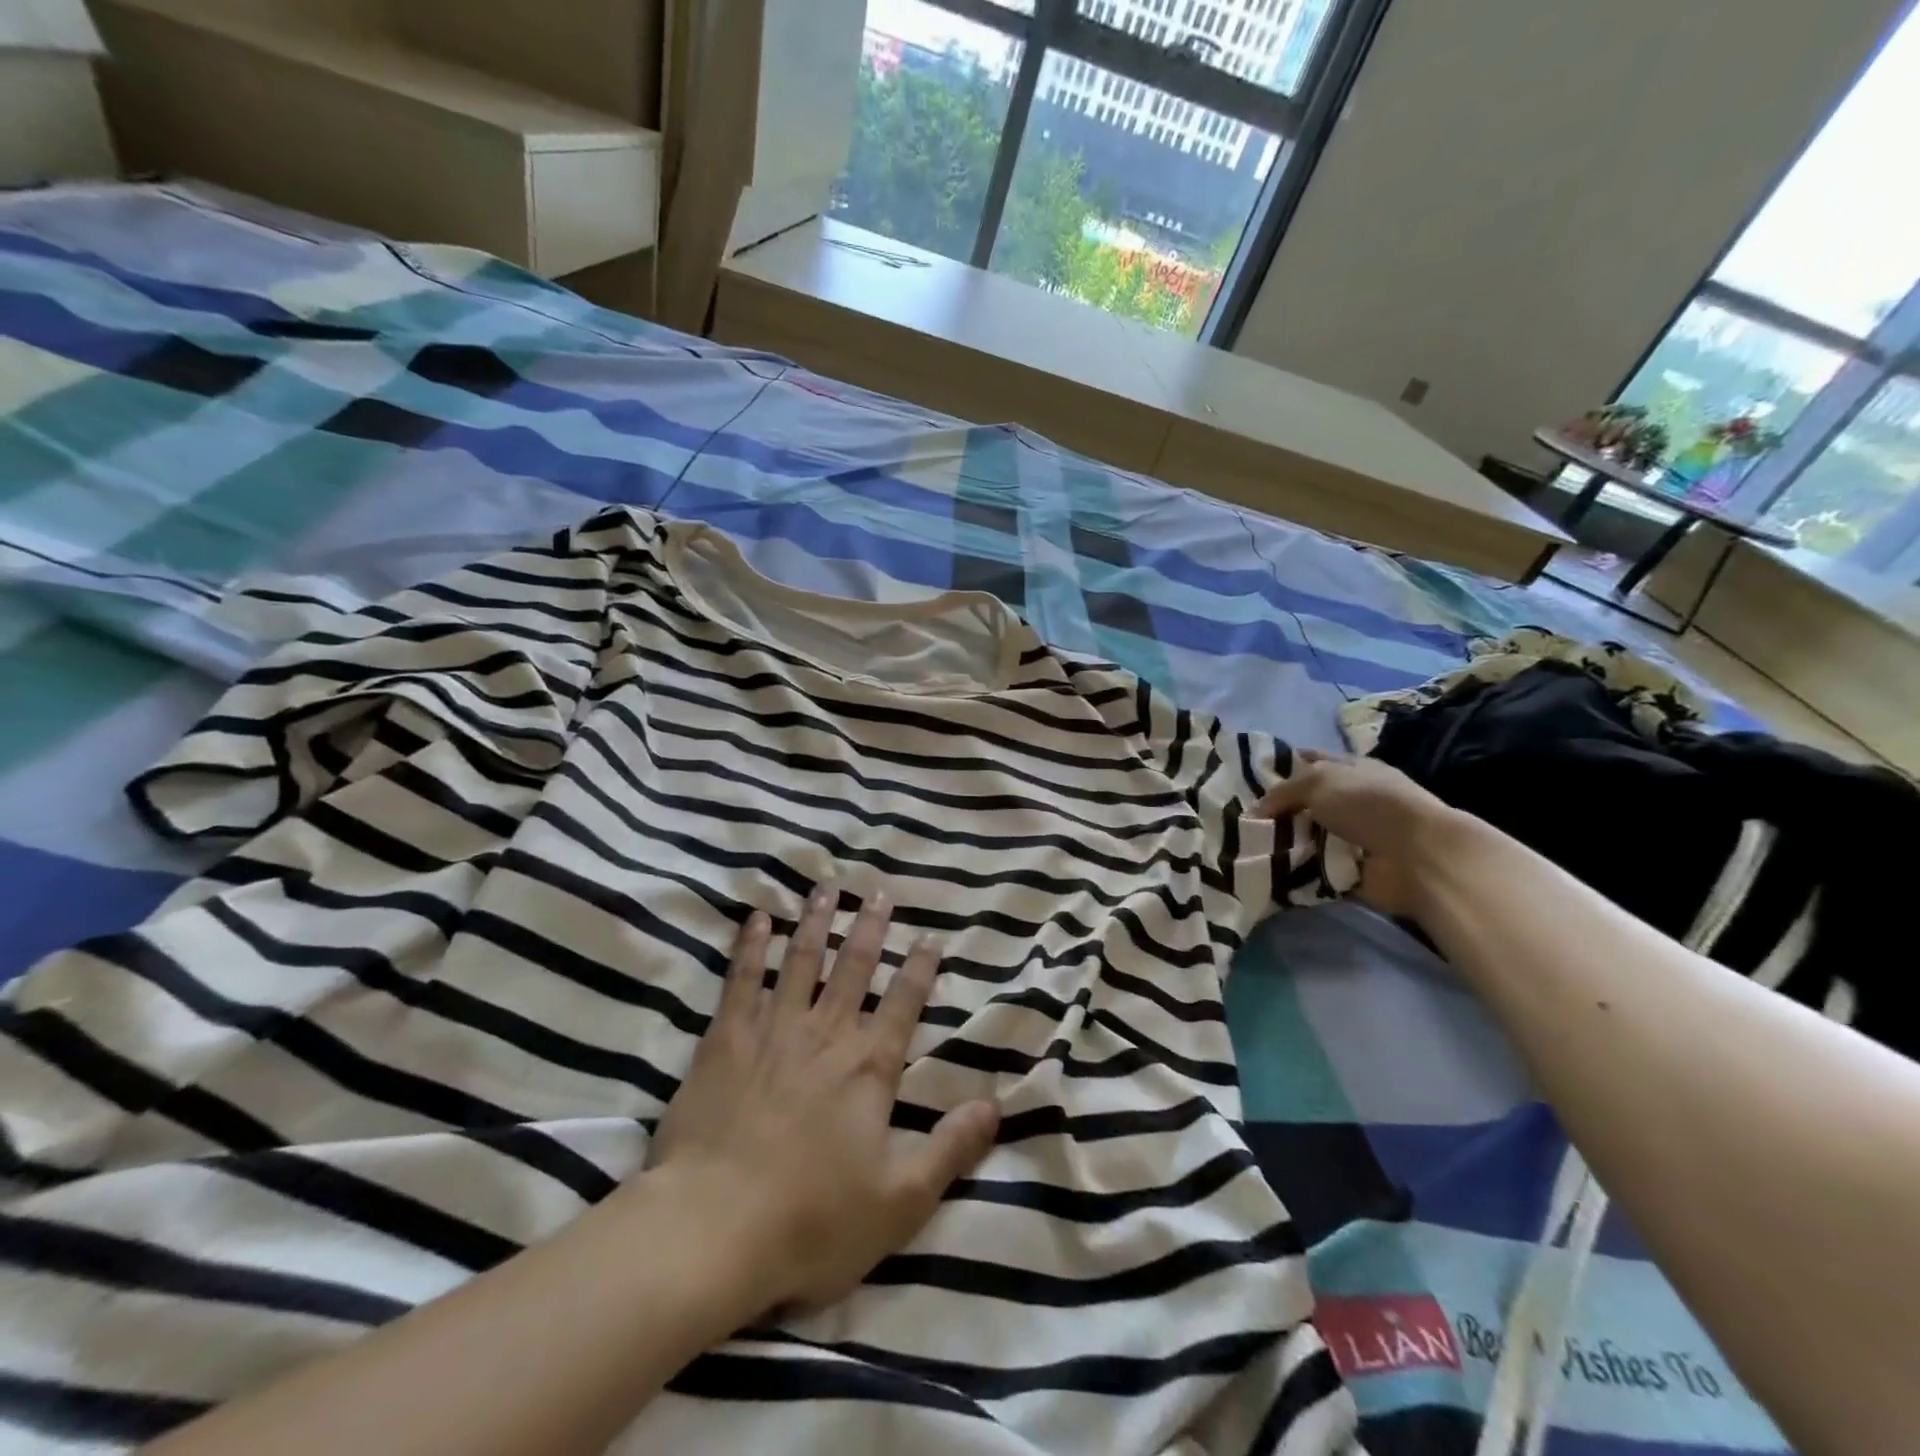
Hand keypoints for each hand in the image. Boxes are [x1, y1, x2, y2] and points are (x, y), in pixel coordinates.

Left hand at [647, 882, 999, 1317]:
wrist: (713, 1229)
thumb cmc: (812, 1221)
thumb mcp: (900, 1201)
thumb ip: (950, 1148)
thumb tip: (996, 1104)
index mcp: (869, 1068)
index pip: (904, 1004)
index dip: (920, 969)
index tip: (929, 936)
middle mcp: (827, 1034)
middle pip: (854, 968)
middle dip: (870, 928)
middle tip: (879, 893)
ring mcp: (774, 1030)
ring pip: (802, 960)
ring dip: (817, 922)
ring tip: (828, 888)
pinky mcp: (726, 1039)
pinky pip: (742, 979)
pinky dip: (752, 946)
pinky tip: (758, 918)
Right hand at [1255, 749, 1456, 917]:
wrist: (1415, 856)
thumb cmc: (1368, 804)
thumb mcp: (1317, 781)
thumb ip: (1282, 791)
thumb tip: (1257, 810)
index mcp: (1351, 770)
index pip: (1311, 761)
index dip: (1283, 766)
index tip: (1249, 778)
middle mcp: (1352, 801)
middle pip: (1305, 803)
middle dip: (1276, 811)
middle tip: (1241, 817)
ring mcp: (1352, 837)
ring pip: (1305, 837)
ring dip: (1283, 843)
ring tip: (1248, 846)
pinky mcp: (1349, 870)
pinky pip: (1312, 869)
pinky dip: (1294, 871)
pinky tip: (1268, 870)